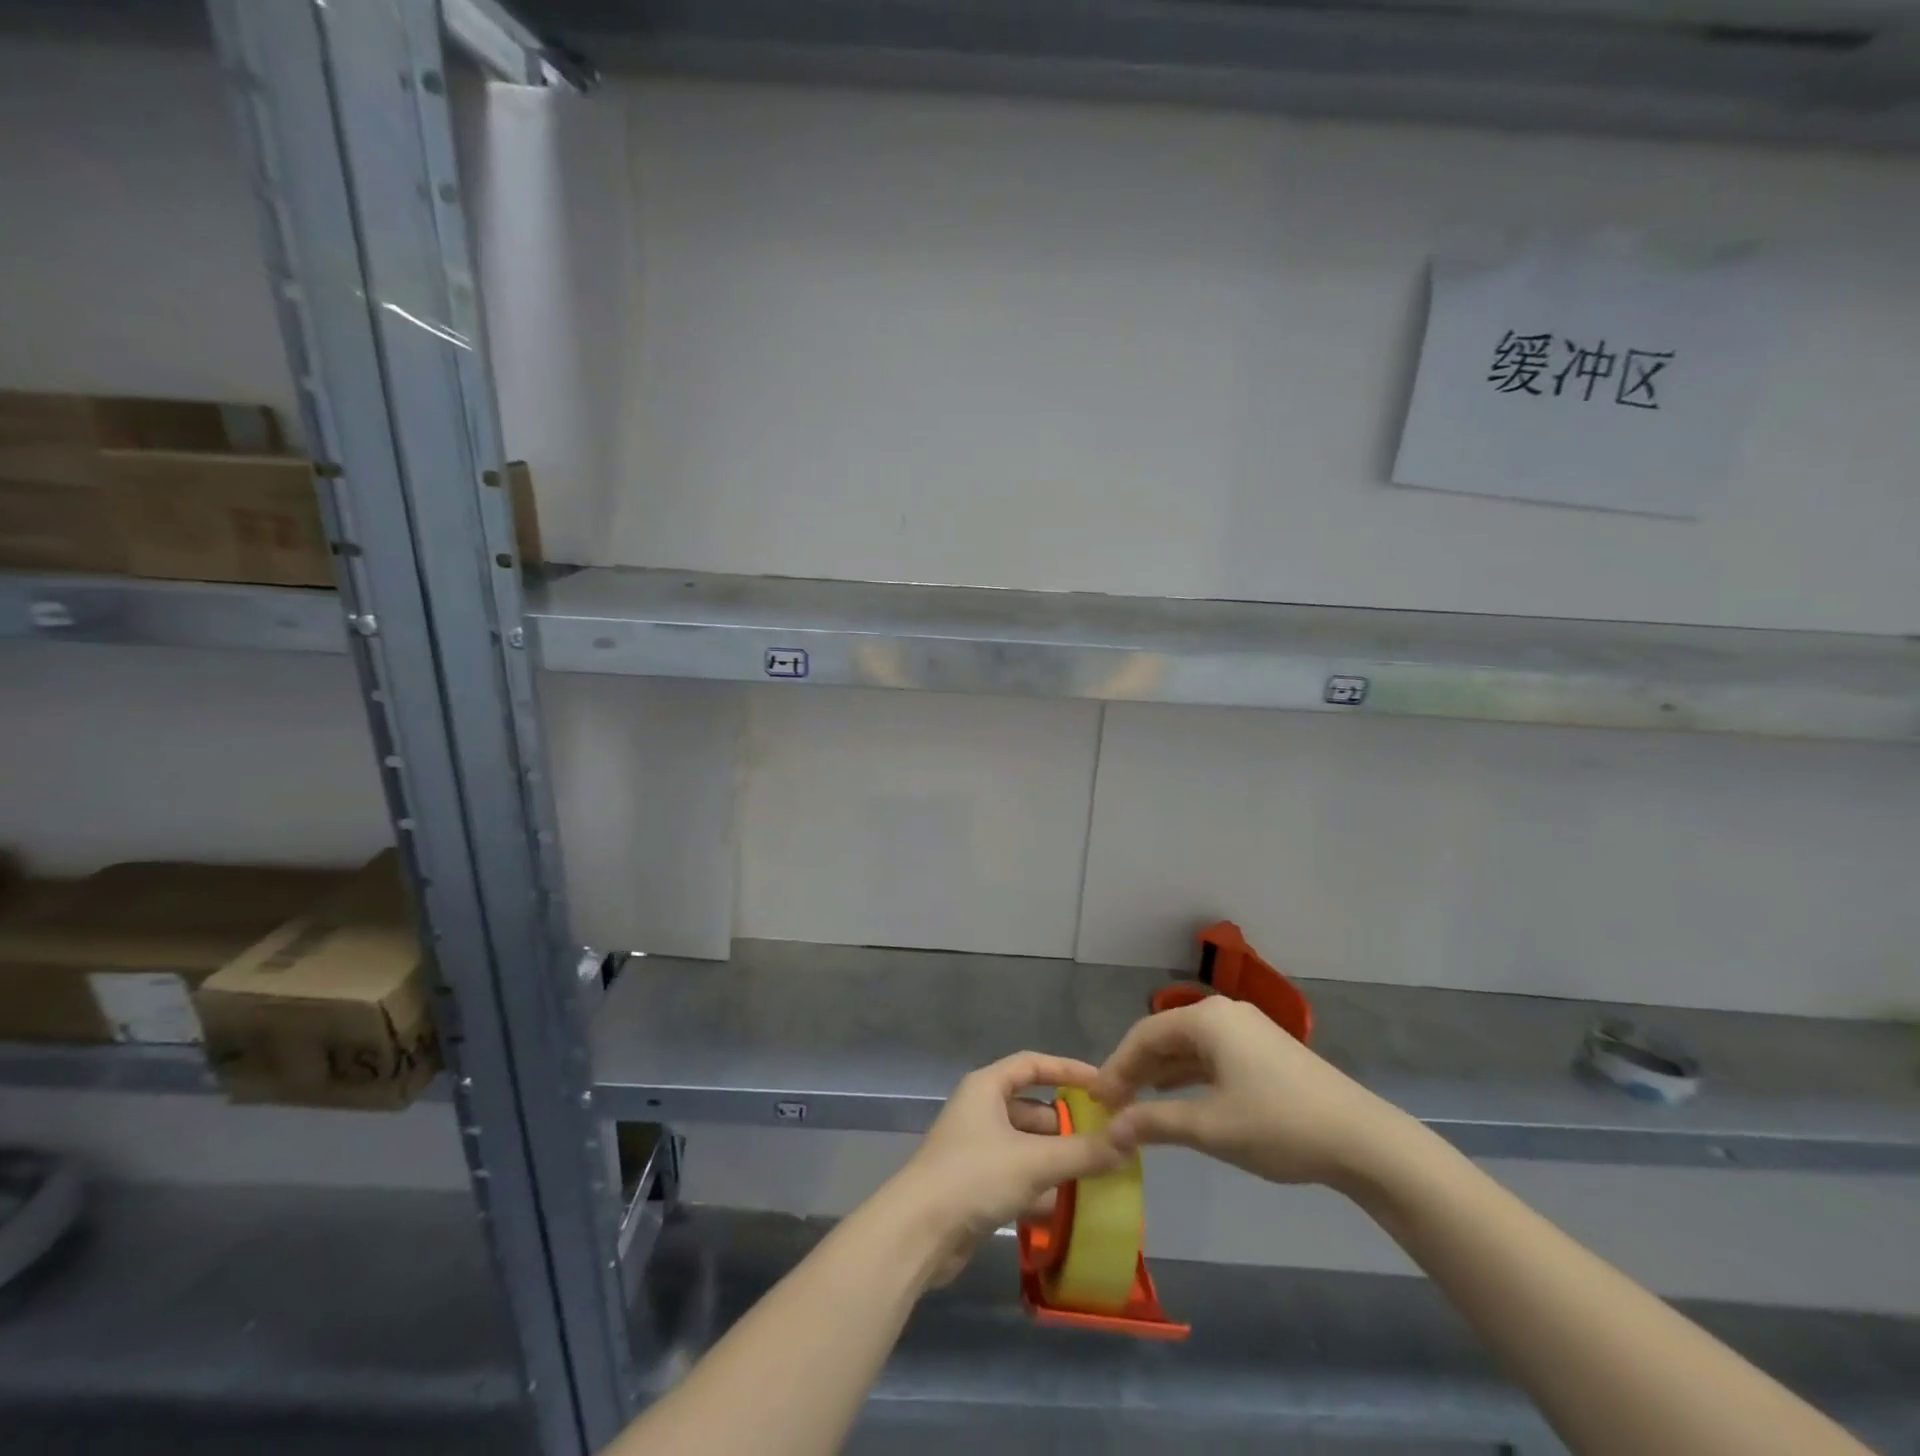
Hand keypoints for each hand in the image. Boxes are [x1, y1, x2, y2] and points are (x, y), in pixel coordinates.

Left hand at [879, 1052, 1128, 1285]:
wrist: (918, 1233)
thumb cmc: (975, 1177)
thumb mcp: (1036, 1161)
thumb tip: (1130, 1141)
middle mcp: (979, 1109)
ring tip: (1093, 1173)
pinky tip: (1064, 1206)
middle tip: (1104, 1139)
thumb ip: (1084, 1152)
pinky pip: (1015, 1173)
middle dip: (1066, 1124)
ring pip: (1025, 1144)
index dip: (1068, 1070)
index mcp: (986, 1087)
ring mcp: (974, 1147)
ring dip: (1054, 1158)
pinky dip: (1038, 1184)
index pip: (1033, 1064)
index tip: (1103, 1084)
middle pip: (1031, 1107)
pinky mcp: (973, 1183)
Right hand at [1091, 997, 1413, 1190]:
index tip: (1097, 1101)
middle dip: (1136, 1069)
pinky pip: (1212, 1056)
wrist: (1362, 1140)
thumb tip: (1111, 1130)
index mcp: (1206, 1018)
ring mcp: (1247, 1030)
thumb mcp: (1210, 1127)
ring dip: (1161, 1074)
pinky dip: (1188, 1076)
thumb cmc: (1278, 1125)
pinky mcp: (1264, 1050)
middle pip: (1165, 1036)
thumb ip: (1155, 1123)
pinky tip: (1177, 1097)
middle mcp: (1223, 1014)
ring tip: (1136, 1104)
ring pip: (1188, 1047)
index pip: (1144, 1035)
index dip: (1116, 1067)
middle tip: (1113, 1105)